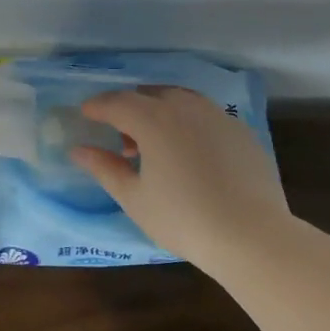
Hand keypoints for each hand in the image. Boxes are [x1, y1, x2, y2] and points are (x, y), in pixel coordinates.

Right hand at [69, 87, 287, 262]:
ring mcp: (218, 115)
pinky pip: (206, 115)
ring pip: (180, 99)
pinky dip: (189, 123)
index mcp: (153, 120)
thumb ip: (104, 168)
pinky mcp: (241, 130)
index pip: (117, 102)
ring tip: (156, 145)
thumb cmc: (183, 219)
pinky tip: (191, 154)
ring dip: (160, 112)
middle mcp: (185, 107)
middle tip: (122, 140)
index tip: (86, 113)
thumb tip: (78, 150)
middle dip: (129, 109)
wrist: (251, 235)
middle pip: (149, 95)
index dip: (98, 106)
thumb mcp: (134, 198)